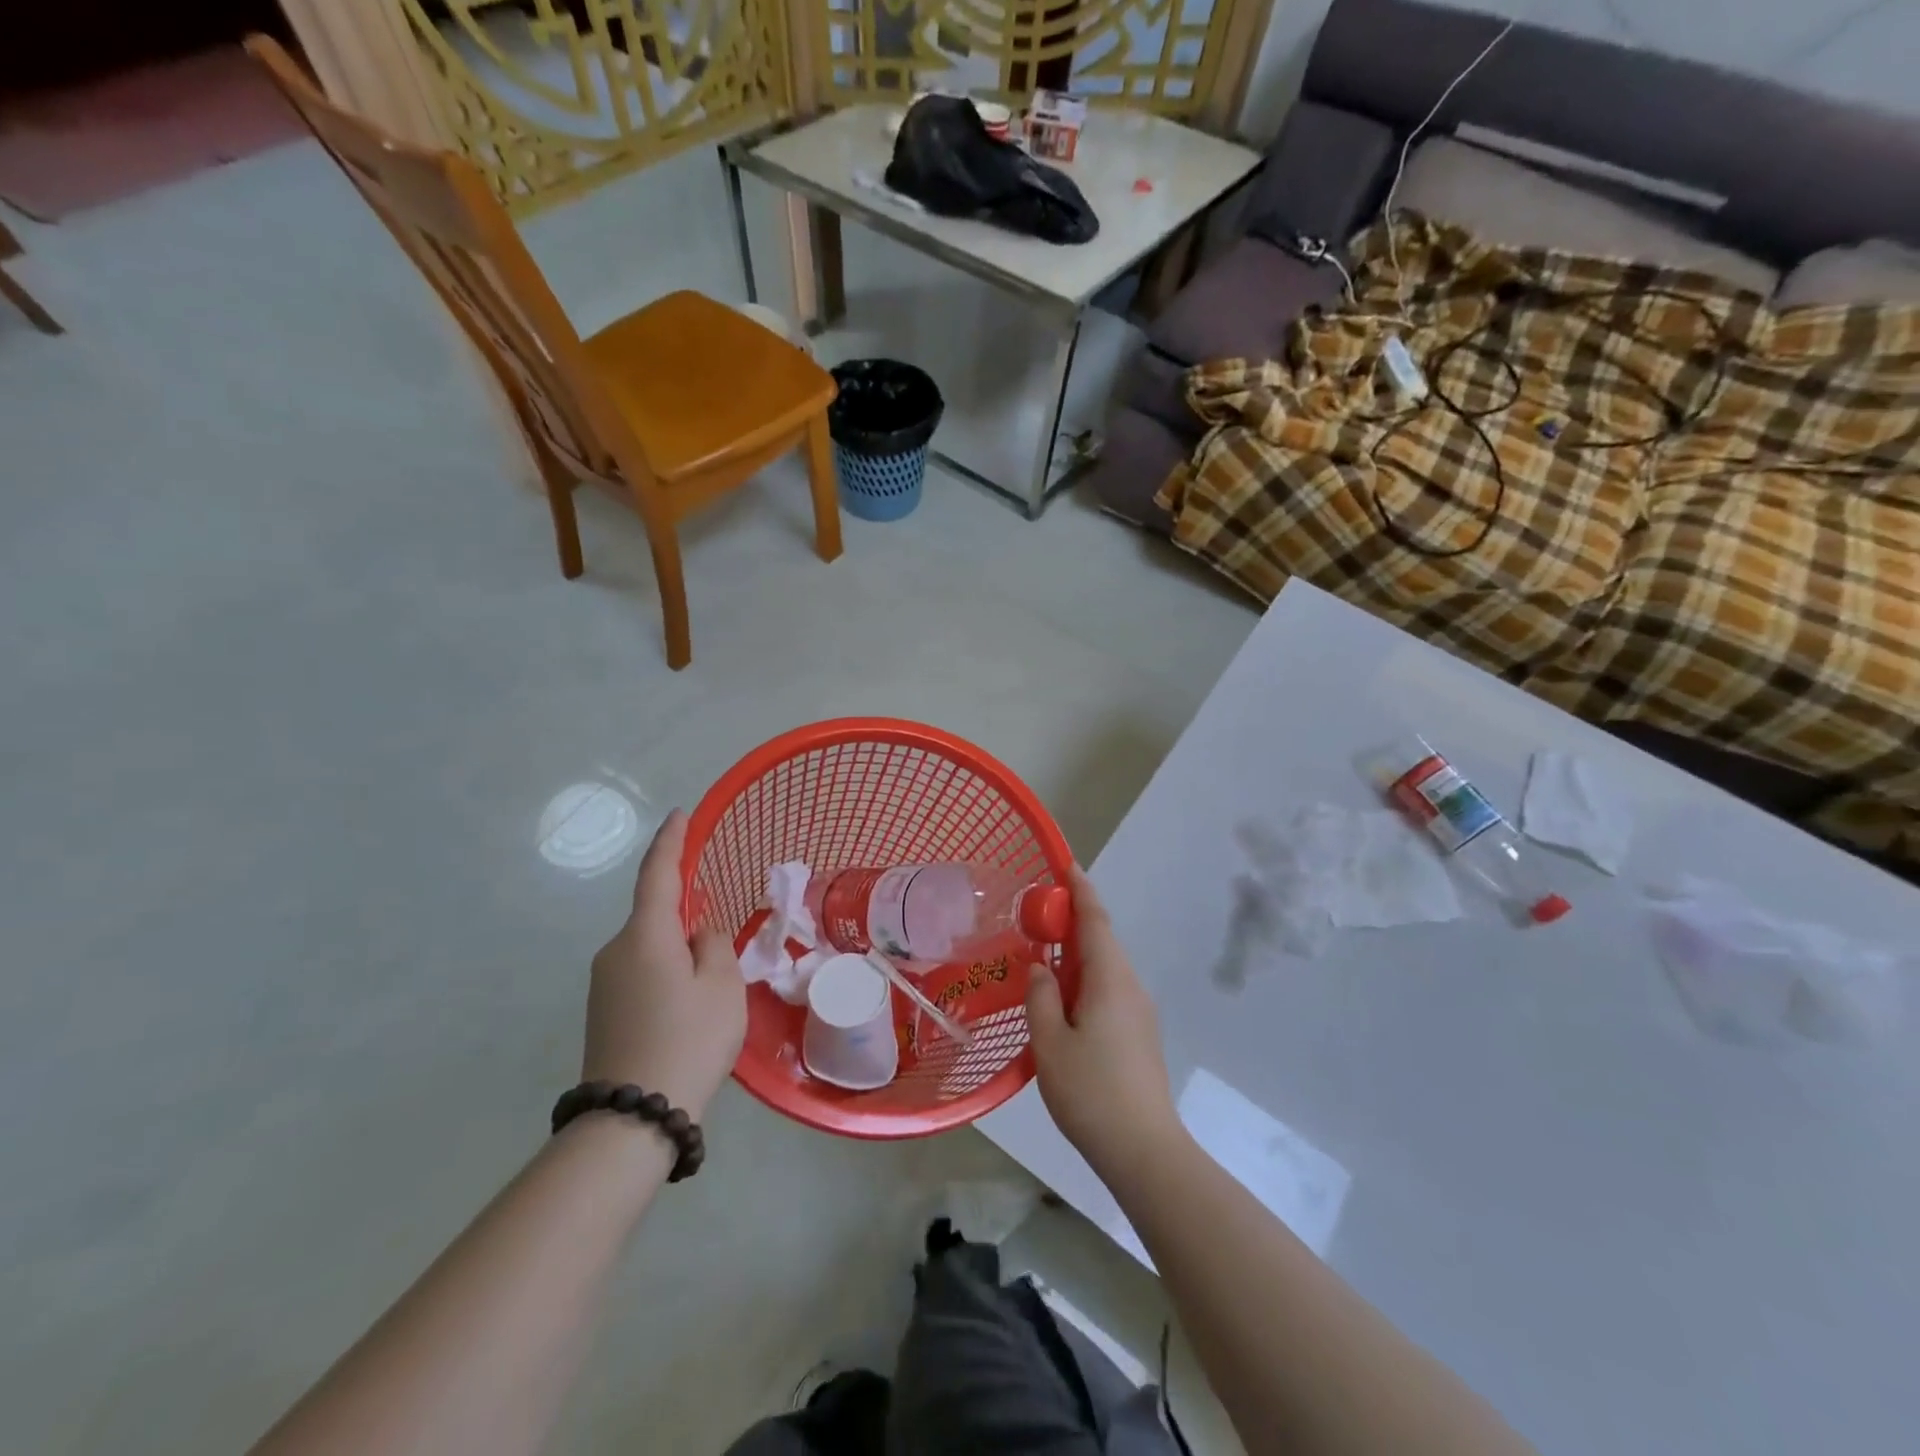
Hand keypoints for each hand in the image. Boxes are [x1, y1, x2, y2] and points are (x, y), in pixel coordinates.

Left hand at [582, 810, 745, 1120]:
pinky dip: (666, 973)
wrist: (632, 1119)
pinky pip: (641, 972)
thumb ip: (712, 944)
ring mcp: (604, 983)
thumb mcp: (722, 986)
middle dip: (687, 916)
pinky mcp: (603, 1010)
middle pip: (655, 916)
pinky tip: (687, 1007)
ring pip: (650, 948)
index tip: (679, 815)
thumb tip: (696, 932)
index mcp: (645, 935)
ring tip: (710, 990)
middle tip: (720, 943)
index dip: (670, 841)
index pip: (658, 874)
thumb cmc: (688, 1040)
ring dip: (679, 951)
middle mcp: (615, 950)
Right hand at [1025, 865, 1180, 1181]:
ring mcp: (1139, 1011)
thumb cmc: (1091, 1092)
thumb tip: (1040, 968)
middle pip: (1101, 941)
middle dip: (1072, 923)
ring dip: (1076, 956)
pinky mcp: (1139, 1034)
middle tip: (1036, 919)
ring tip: (1042, 961)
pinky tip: (1063, 1003)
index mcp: (1110, 979)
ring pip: (1105, 968)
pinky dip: (1084, 981)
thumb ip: (1041, 997)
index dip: (1081, 891)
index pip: (1095, 921)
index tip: (1067, 865)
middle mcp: (1130, 986)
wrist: (1144, 1150)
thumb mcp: (1050, 1043)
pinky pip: (1109, 990)